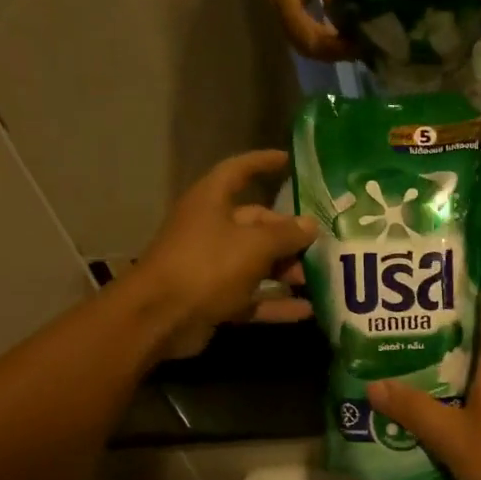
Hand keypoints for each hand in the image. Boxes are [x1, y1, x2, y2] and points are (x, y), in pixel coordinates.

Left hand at [130, 150, 317, 359]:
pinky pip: (252, 296)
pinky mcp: (214, 298)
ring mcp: (211, 266)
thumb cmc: (206, 266)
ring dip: (286, 271)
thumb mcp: (254, 245)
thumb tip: (311, 225)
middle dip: (289, 235)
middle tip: (321, 245)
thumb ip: (286, 234)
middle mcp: (210, 229)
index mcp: (211, 202)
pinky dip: (275, 302)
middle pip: (256, 224)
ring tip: (317, 279)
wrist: (158, 318)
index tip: (288, 160)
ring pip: (256, 263)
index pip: (239, 171)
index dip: (262, 162)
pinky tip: (306, 310)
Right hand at [267, 0, 353, 60]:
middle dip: (330, 52)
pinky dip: (321, 42)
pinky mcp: (288, 11)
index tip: (353, 45)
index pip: (305, 34)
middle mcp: (278, 9)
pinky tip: (340, 39)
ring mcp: (281, 12)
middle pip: (303, 45)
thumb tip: (348, 27)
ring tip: (351, 47)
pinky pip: (303, 35)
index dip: (329, 45)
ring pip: (302, 44)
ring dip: (326, 50)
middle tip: (357, 51)